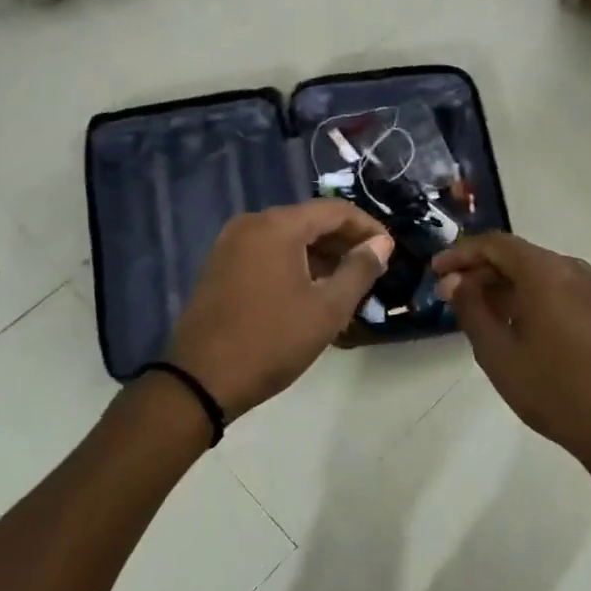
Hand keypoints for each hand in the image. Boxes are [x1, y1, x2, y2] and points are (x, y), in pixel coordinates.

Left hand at [167, 201, 393, 419]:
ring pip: (287, 237)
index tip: (389, 251)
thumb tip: (380, 243)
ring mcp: (230, 243)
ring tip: (345, 284)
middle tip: (371, 270)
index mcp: (277, 226)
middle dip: (343, 242)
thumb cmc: (272, 342)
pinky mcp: (219, 264)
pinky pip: (266, 251)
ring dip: (319, 254)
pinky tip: (309, 290)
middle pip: (309, 220)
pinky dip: (293, 262)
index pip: (335, 210)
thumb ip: (359, 269)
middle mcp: (251, 223)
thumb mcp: (327, 309)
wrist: (201, 380)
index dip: (367, 228)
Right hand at [433, 233, 590, 480]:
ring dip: (506, 287)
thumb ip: (471, 309)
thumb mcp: (497, 353)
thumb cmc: (551, 389)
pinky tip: (519, 328)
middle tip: (451, 296)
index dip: (462, 253)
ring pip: (541, 276)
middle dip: (482, 273)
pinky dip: (532, 299)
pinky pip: (560, 293)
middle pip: (519, 257)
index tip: (436, 271)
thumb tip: (455, 282)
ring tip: (480, 313)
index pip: (496, 245)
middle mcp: (573, 272)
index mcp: (546, 273)